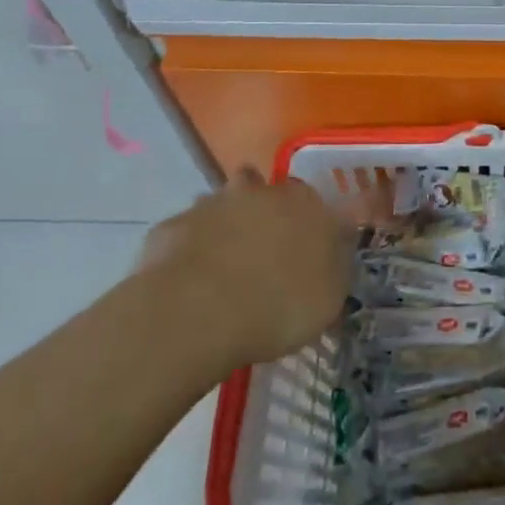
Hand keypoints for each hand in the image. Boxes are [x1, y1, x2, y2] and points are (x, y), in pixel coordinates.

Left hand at [139, 167, 369, 365]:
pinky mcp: (171, 227)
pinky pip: (186, 235)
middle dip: (265, 216)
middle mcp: (261, 192)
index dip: (313, 227)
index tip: (308, 254)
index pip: (318, 203)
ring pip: (223, 206)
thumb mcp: (329, 299)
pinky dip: (189, 252)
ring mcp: (212, 205)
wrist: (197, 313)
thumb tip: (331, 258)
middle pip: (266, 194)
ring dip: (225, 227)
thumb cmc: (278, 304)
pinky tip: (189, 285)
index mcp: (306, 203)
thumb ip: (332, 270)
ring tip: (223, 270)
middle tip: (264, 256)